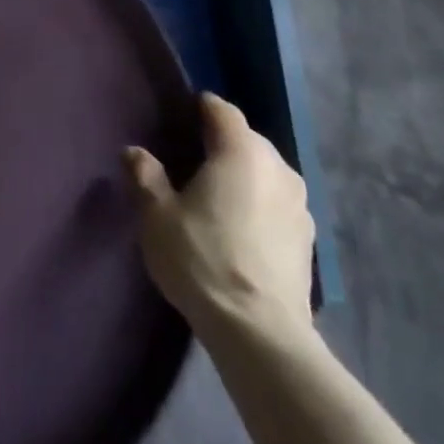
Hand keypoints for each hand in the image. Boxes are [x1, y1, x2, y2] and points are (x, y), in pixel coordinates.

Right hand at [125, 92, 313, 343]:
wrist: (260, 334)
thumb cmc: (202, 259)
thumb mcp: (157, 215)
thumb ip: (145, 176)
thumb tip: (135, 152)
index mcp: (242, 150)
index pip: (222, 110)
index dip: (201, 109)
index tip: (181, 120)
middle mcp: (278, 167)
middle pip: (247, 140)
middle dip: (222, 145)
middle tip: (191, 164)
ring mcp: (300, 205)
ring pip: (266, 173)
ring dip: (244, 178)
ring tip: (217, 200)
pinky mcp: (309, 241)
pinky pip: (278, 205)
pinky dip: (260, 207)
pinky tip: (241, 232)